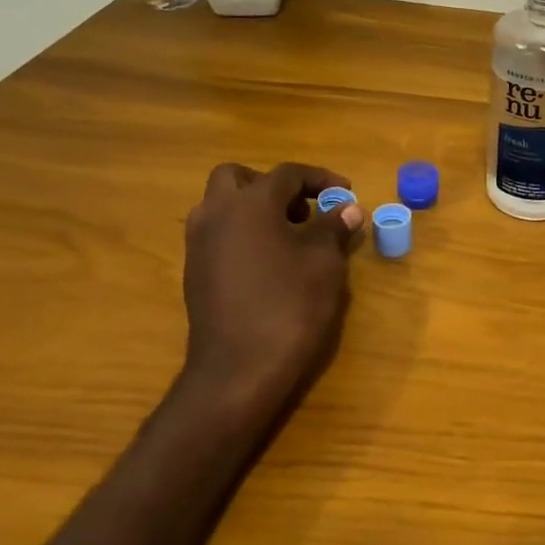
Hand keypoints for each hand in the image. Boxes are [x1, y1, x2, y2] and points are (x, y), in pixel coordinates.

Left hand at [179, 162, 363, 404]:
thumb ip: (333, 228)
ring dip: (255, 209)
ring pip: (224, 205)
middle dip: (274, 186)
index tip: (346, 192)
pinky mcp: (195, 272)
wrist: (238, 371)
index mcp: (250, 203)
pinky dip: (244, 233)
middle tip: (305, 209)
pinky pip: (219, 234)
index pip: (288, 174)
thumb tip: (348, 209)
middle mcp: (216, 214)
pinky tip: (271, 262)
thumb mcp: (324, 264)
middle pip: (239, 178)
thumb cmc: (289, 307)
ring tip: (291, 236)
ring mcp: (199, 244)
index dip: (321, 179)